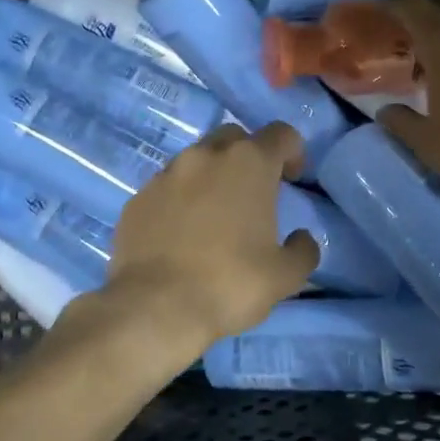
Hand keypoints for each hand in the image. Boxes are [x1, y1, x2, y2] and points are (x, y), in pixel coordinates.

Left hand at [103, 122, 319, 352]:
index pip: (281, 133)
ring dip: (211, 178)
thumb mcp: (286, 276)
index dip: (293, 151)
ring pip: (195, 161)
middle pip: (234, 138)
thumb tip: (300, 238)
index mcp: (248, 164)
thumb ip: (302, 249)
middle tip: (253, 194)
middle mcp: (205, 156)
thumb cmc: (230, 284)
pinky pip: (166, 188)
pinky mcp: (137, 198)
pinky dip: (179, 200)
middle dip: (248, 158)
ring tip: (214, 217)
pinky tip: (181, 235)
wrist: (156, 307)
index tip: (292, 179)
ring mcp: (165, 175)